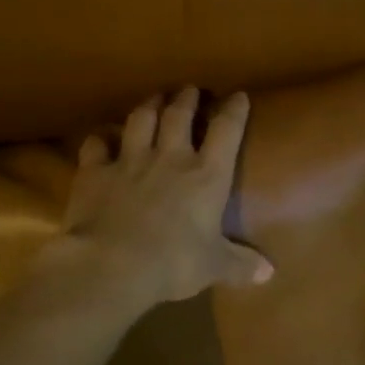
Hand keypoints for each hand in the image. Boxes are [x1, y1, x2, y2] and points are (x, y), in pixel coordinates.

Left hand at [60, 87, 273, 307]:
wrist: (113, 265)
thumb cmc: (174, 263)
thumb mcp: (214, 266)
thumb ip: (240, 264)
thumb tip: (269, 274)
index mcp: (207, 176)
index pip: (226, 131)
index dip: (234, 110)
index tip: (237, 96)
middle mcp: (170, 158)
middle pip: (179, 115)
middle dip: (187, 99)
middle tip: (189, 90)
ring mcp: (130, 161)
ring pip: (141, 120)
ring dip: (149, 105)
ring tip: (154, 98)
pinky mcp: (95, 172)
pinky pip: (96, 145)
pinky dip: (100, 139)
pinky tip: (102, 138)